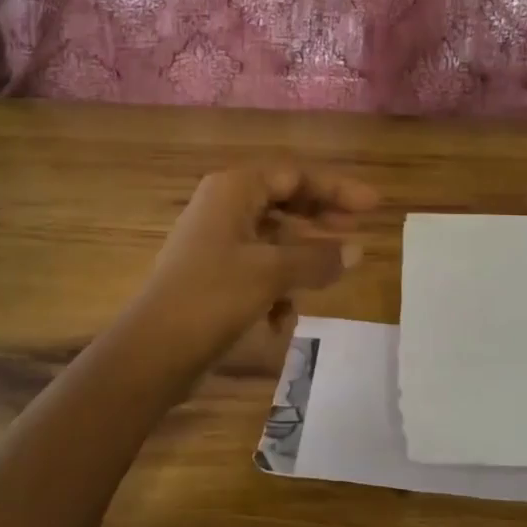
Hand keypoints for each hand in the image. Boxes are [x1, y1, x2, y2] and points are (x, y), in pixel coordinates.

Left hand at [126, 166, 377, 376]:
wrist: (153, 350)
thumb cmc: (213, 296)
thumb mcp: (273, 273)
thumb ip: (318, 258)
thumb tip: (358, 251)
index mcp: (234, 190)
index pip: (295, 176)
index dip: (337, 189)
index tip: (373, 206)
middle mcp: (223, 206)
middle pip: (284, 203)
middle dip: (321, 221)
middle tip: (358, 234)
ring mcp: (215, 241)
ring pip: (272, 238)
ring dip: (300, 259)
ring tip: (331, 277)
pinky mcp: (211, 274)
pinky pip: (256, 267)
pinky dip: (275, 286)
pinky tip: (283, 320)